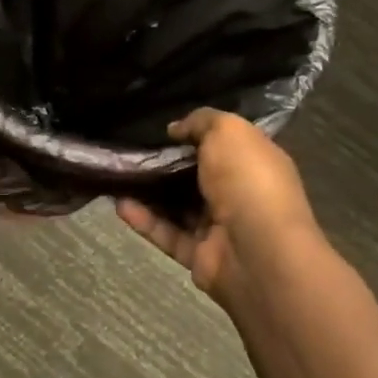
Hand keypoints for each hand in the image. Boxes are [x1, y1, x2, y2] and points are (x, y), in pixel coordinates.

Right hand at [117, 108, 325, 309]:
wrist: (259, 252)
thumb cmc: (248, 180)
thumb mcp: (227, 130)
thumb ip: (201, 121)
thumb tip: (175, 129)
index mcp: (255, 162)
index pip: (225, 144)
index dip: (196, 134)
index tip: (164, 128)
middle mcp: (240, 193)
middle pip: (197, 176)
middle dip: (166, 164)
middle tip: (132, 150)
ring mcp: (220, 227)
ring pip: (178, 206)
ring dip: (149, 192)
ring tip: (118, 175)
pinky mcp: (199, 255)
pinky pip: (167, 234)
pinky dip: (145, 220)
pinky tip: (119, 204)